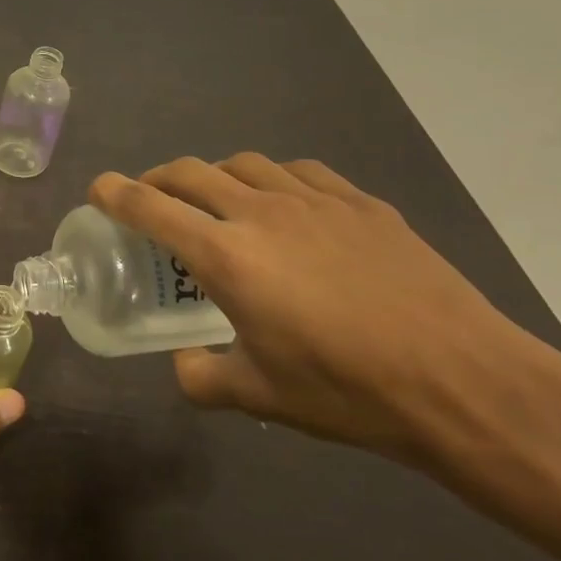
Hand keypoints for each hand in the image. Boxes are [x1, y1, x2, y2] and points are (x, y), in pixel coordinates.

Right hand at [92, 153, 554, 465]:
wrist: (463, 382)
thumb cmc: (347, 391)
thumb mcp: (260, 396)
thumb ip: (203, 377)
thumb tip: (183, 365)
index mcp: (227, 257)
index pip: (150, 207)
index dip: (114, 193)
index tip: (98, 189)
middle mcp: (261, 214)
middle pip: (190, 173)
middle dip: (157, 179)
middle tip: (150, 199)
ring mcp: (315, 202)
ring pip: (243, 164)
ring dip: (215, 176)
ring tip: (218, 202)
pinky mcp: (361, 204)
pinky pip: (299, 172)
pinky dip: (273, 179)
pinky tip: (285, 204)